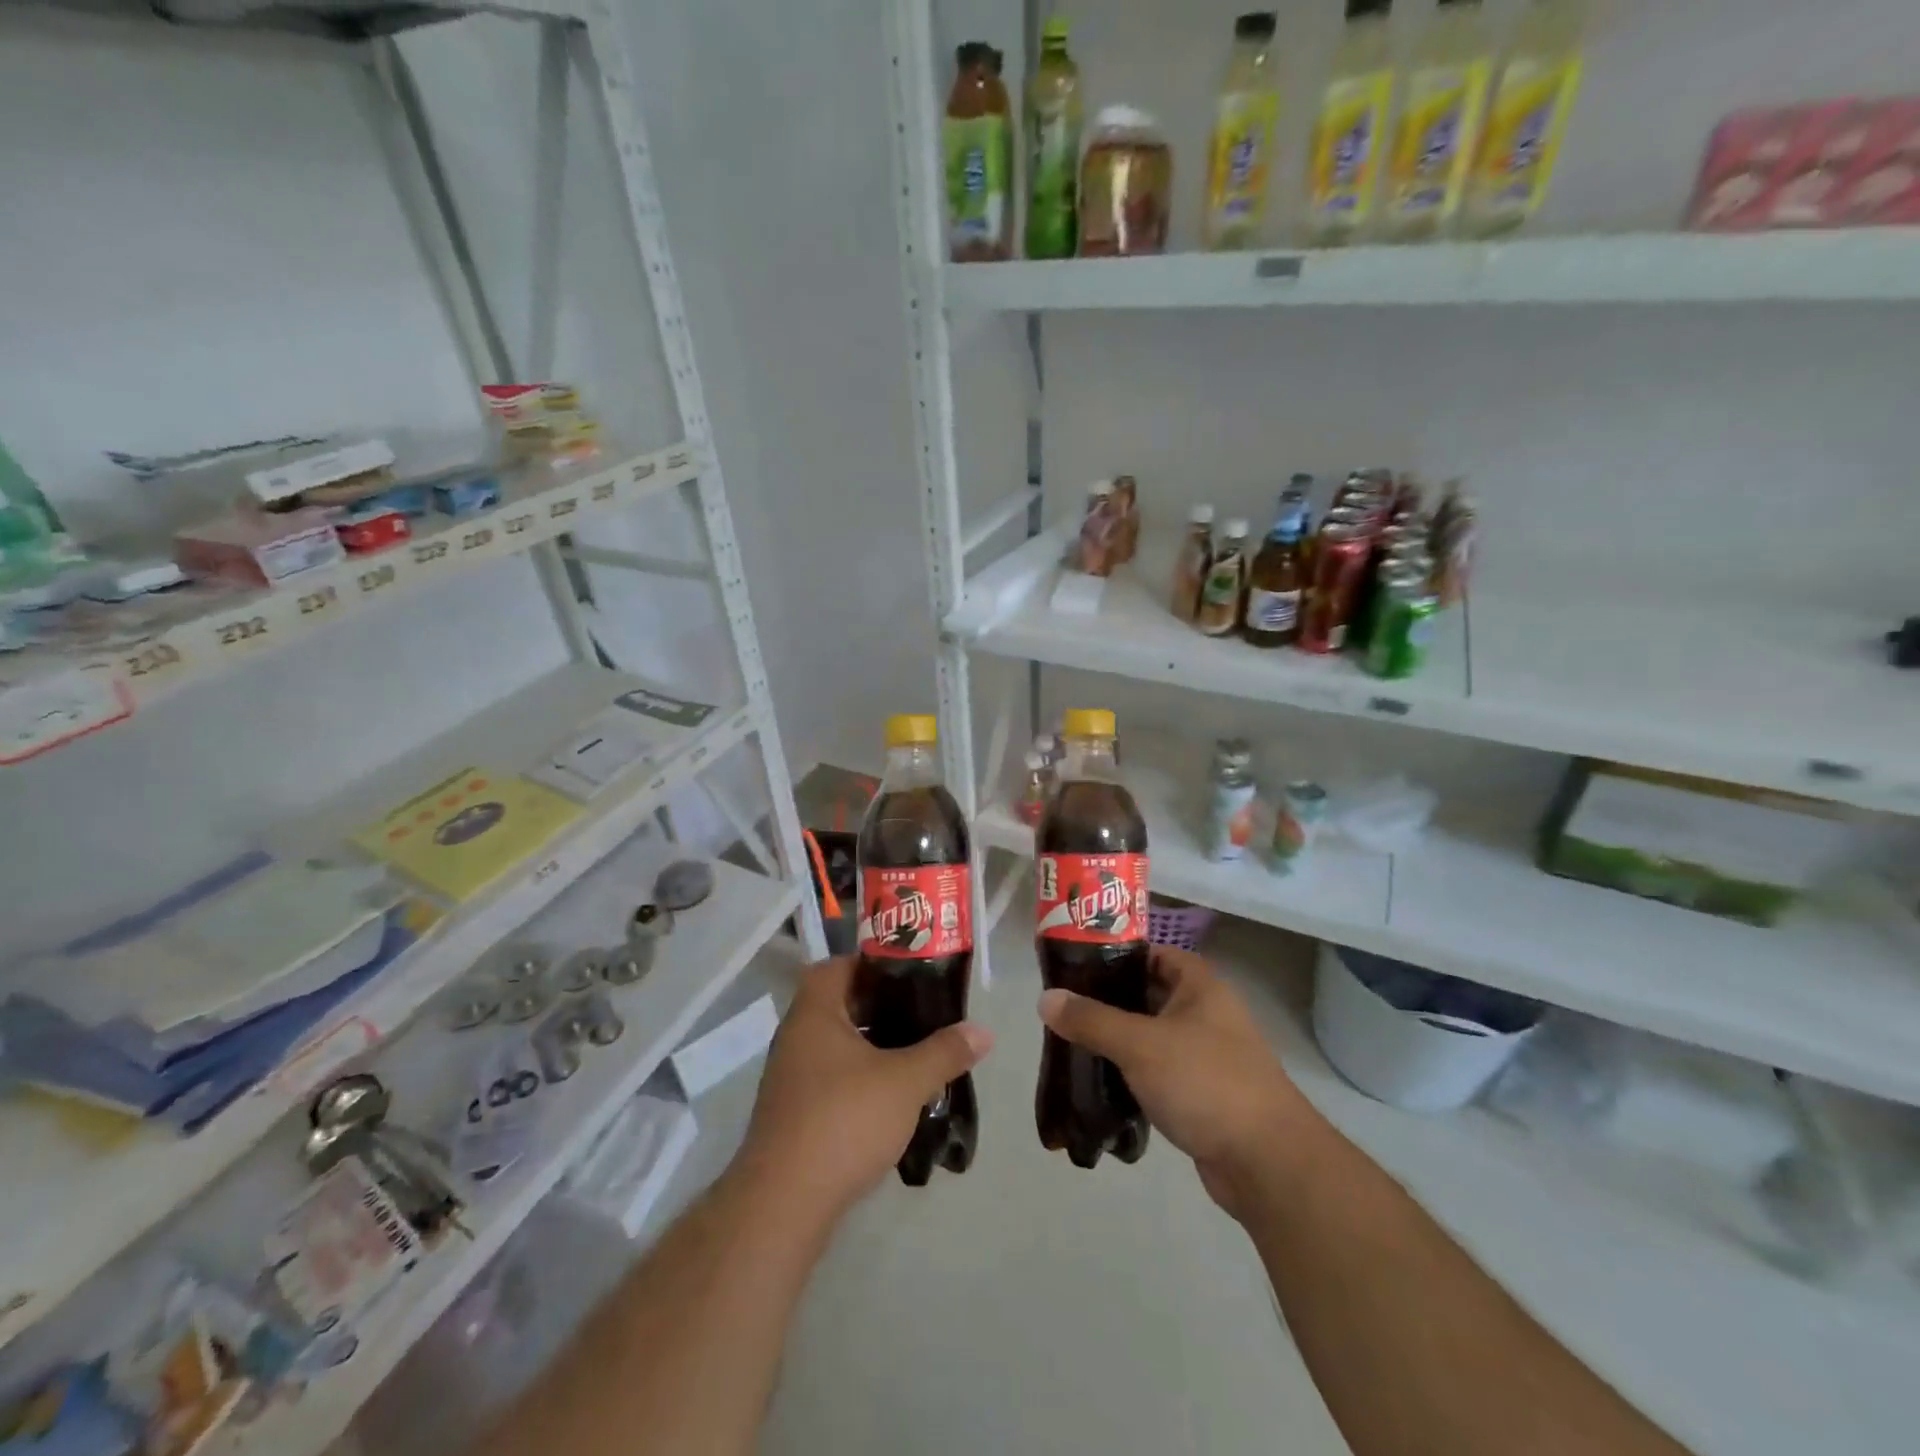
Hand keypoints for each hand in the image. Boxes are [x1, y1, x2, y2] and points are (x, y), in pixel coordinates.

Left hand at [738, 956, 991, 1220]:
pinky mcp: (794, 1114)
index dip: (872, 963)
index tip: (909, 974)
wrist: (783, 1203)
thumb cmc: (843, 1121)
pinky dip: (859, 1078)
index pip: (838, 966)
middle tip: (922, 1012)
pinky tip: (891, 1097)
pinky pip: (831, 1079)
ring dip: (872, 1046)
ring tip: (915, 1053)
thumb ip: (944, 1052)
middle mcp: (796, 1036)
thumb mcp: (905, 1082)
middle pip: (840, 1005)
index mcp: (815, 1013)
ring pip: (837, 1045)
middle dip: (880, 1007)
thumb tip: (983, 1030)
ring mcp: (791, 1077)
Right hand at [1038, 945, 1316, 1215]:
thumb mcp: (1140, 1044)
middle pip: (1148, 995)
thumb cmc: (1205, 1082)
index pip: (1152, 954)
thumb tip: (1045, 998)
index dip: (1115, 955)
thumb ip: (1091, 1019)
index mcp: (1200, 986)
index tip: (1075, 966)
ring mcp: (1206, 1055)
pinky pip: (1158, 1073)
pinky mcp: (1202, 1094)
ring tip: (1073, 1044)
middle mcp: (1206, 1013)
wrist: (1267, 1163)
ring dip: (1118, 1041)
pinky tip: (1100, 1083)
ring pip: (1151, 1037)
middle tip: (1065, 1008)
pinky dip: (1132, 1075)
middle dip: (1108, 1001)